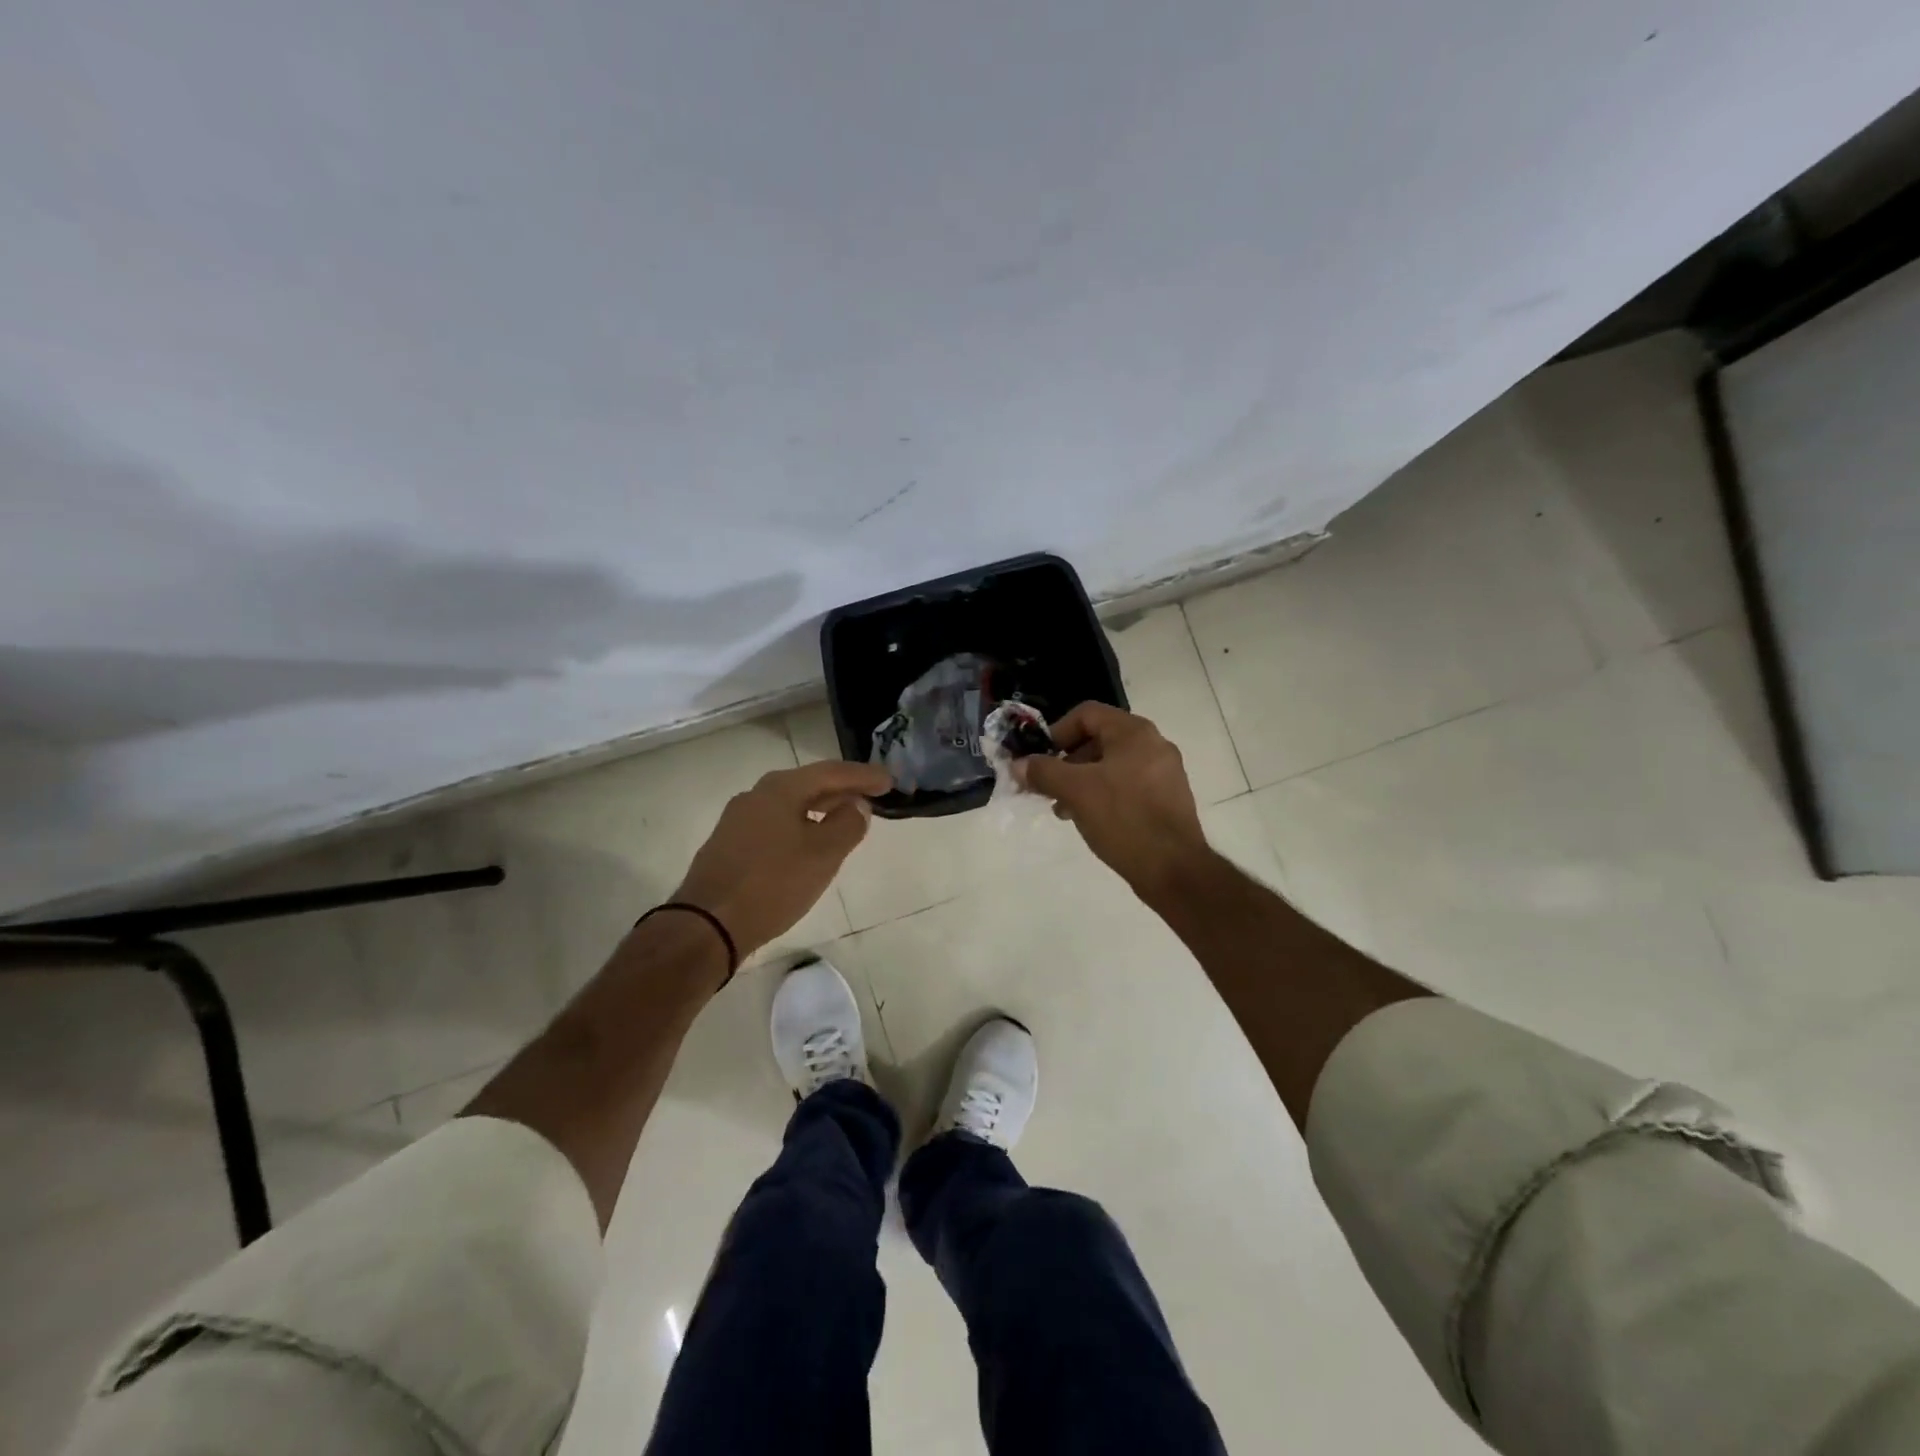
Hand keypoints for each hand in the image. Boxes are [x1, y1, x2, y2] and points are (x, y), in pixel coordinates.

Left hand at [673, 760, 892, 956]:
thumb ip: (847, 824)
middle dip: (842, 789)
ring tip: (847, 818)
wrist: (707, 925)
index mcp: (780, 788)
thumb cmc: (772, 883)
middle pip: (809, 784)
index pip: (831, 772)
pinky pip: (776, 824)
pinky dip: (802, 825)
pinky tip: (811, 842)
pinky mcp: (730, 845)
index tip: (889, 780)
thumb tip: (857, 806)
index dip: (863, 776)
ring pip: (791, 805)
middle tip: (873, 796)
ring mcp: (739, 820)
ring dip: (822, 808)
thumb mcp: (823, 854)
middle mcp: (756, 795)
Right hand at [1013, 702, 1209, 899]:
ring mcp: (1164, 773)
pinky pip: (1127, 785)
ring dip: (1081, 781)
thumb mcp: (1075, 791)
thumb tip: (1019, 765)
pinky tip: (1089, 819)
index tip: (1039, 759)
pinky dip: (1103, 794)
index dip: (1057, 732)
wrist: (1173, 868)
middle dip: (1066, 761)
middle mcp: (1153, 744)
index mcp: (1134, 732)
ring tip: (1063, 809)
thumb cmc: (1123, 818)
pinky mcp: (1167, 799)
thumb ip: (1043, 772)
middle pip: (1098, 739)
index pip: (1086, 714)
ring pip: (1111, 765)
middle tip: (1046, 787)